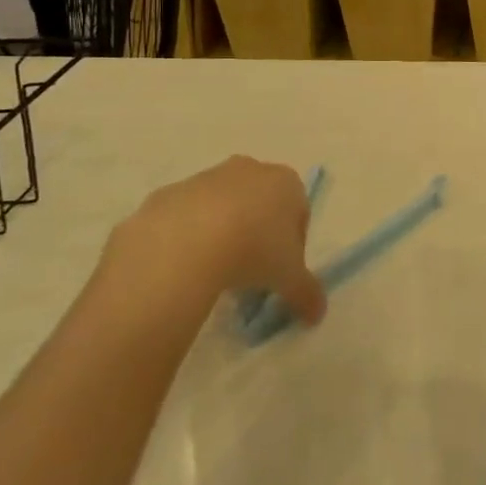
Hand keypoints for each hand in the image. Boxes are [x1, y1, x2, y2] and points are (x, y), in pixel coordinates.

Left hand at [104, 157, 324, 325]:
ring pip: (221, 207)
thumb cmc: (253, 250)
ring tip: (213, 272)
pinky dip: (187, 237)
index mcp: (285, 182)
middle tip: (250, 270)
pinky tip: (183, 265)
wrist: (182, 245)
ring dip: (222, 232)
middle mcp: (248, 170)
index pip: (299, 210)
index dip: (293, 243)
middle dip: (257, 232)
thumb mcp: (289, 278)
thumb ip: (307, 293)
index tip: (281, 271)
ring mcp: (205, 178)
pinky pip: (184, 216)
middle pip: (260, 203)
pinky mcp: (168, 193)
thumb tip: (317, 314)